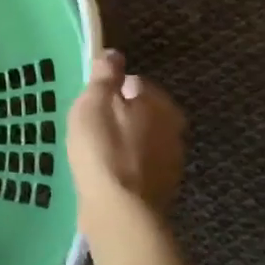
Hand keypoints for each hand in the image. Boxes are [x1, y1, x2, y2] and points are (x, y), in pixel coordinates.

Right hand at [67, 50, 186, 222]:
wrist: (120, 210)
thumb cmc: (103, 149)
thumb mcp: (93, 105)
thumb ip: (104, 77)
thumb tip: (114, 53)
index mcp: (160, 104)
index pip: (135, 82)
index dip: (110, 90)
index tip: (90, 103)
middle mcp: (174, 128)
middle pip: (142, 111)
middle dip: (120, 115)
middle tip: (90, 126)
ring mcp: (171, 160)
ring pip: (142, 139)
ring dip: (123, 141)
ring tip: (94, 150)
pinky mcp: (161, 186)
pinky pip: (139, 165)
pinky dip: (125, 165)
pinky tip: (105, 172)